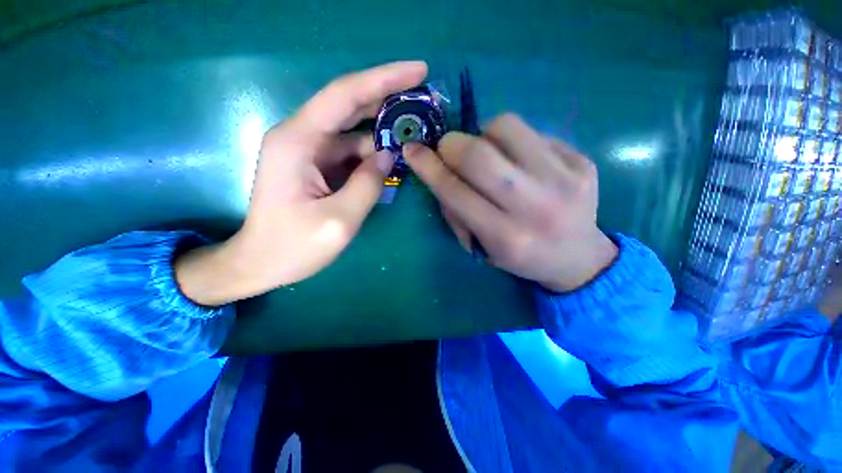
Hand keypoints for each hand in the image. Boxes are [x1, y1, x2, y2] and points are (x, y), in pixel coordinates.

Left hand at [176, 61, 428, 305]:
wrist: (260, 263)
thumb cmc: (293, 246)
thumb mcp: (339, 220)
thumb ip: (368, 184)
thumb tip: (388, 154)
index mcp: (299, 141)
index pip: (346, 94)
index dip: (384, 78)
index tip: (418, 70)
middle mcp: (301, 136)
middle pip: (349, 104)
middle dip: (387, 97)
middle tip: (423, 94)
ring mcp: (308, 151)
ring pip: (353, 131)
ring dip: (382, 132)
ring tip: (413, 134)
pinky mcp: (315, 166)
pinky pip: (349, 152)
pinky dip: (371, 154)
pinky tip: (390, 160)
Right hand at [404, 114, 616, 291]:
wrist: (578, 258)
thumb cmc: (520, 257)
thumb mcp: (482, 247)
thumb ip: (456, 211)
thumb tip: (440, 170)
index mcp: (505, 237)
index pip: (455, 192)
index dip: (428, 167)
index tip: (412, 150)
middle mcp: (535, 207)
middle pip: (478, 155)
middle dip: (451, 144)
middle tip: (448, 149)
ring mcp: (564, 180)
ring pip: (506, 127)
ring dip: (483, 134)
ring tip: (488, 151)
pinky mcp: (582, 161)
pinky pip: (532, 131)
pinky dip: (513, 140)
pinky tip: (518, 160)